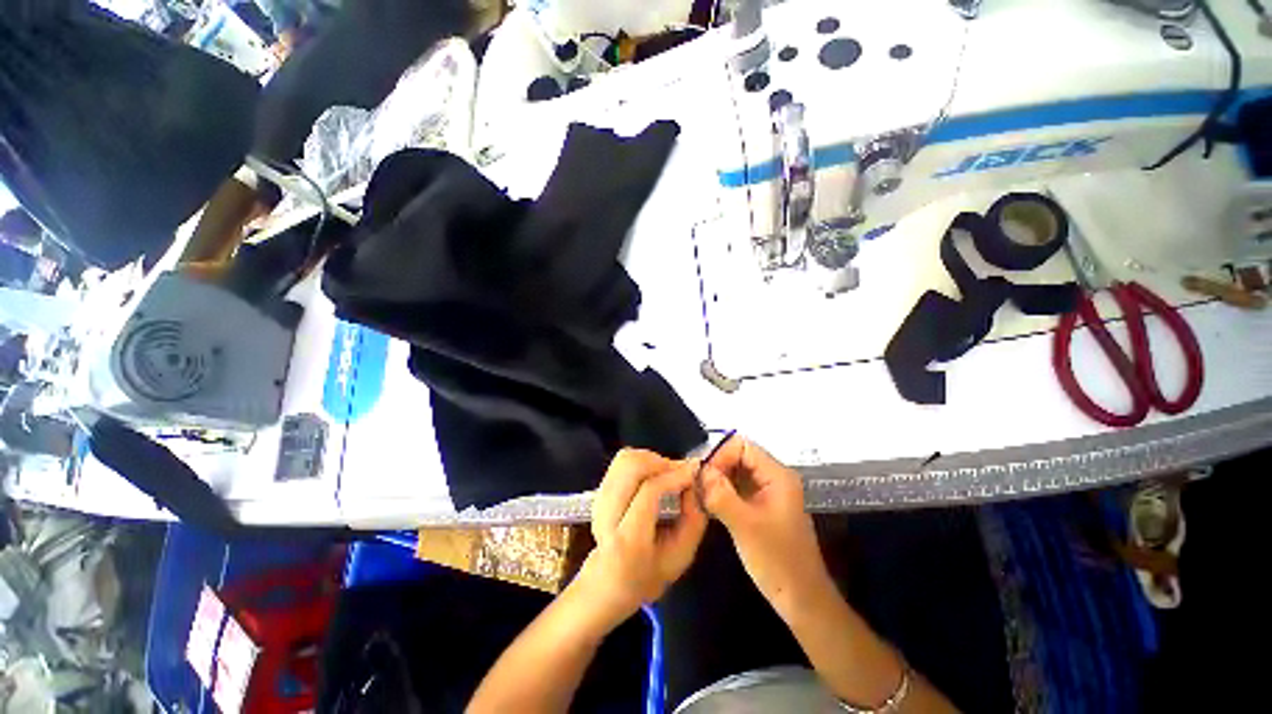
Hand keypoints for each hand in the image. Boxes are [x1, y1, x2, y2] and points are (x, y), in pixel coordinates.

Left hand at [571, 449, 707, 630]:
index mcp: (628, 540)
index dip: (674, 476)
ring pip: (625, 459)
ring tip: (667, 474)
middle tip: (680, 473)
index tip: (694, 471)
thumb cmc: (649, 573)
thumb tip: (696, 480)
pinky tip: (654, 476)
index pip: (649, 492)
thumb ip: (694, 518)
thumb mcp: (682, 556)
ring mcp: (599, 499)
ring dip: (652, 459)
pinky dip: (643, 461)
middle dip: (661, 462)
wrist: (609, 581)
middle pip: (631, 466)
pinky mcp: (599, 490)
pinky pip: (622, 462)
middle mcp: (607, 514)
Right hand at [699, 438, 831, 614]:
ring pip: (736, 472)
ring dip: (717, 480)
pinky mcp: (761, 506)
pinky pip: (737, 488)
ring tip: (700, 495)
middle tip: (697, 486)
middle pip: (738, 456)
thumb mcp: (745, 526)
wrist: (801, 599)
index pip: (742, 446)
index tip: (702, 476)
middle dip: (716, 467)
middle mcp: (773, 477)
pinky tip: (709, 504)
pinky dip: (722, 492)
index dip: (720, 455)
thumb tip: (700, 470)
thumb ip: (721, 494)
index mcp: (777, 475)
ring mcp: (768, 492)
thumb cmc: (777, 561)